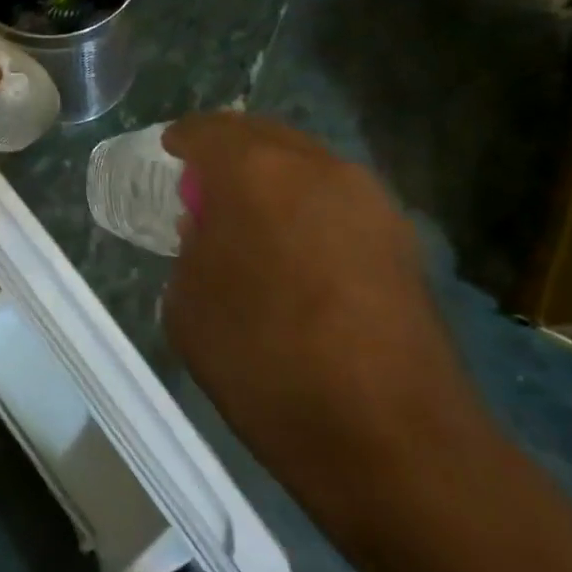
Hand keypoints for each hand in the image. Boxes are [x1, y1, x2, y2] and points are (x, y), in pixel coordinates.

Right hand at [162, 113, 488, 521]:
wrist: (393, 440)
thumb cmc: (266, 363)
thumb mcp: (188, 305)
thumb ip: (190, 249)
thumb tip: (210, 231)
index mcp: (254, 172)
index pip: (206, 131)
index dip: (181, 141)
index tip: (167, 156)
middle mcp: (317, 167)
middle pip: (262, 135)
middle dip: (229, 151)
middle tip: (204, 184)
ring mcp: (370, 200)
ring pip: (306, 164)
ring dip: (273, 178)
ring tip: (253, 220)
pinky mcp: (403, 239)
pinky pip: (339, 201)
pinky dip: (309, 208)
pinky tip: (299, 252)